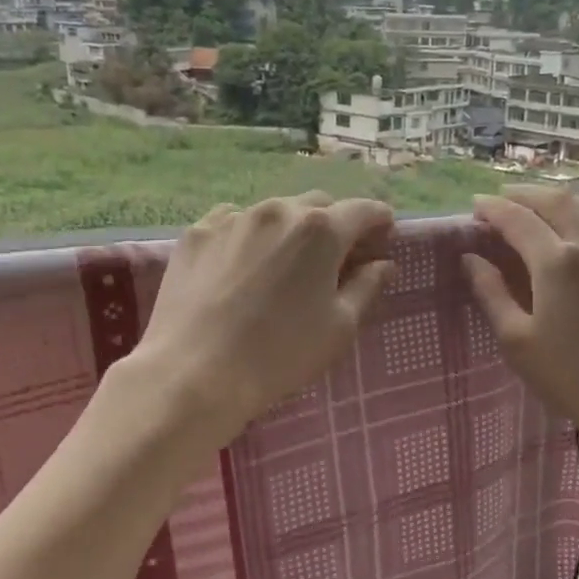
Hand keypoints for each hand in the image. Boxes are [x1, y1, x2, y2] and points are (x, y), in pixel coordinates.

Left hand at [127, 192, 394, 447]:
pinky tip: (241, 265)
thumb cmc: (281, 354)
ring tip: (283, 264)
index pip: (363, 210)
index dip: (379, 222)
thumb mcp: (338, 327)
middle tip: (334, 258)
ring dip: (289, 229)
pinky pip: (233, 222)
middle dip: (334, 225)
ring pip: (274, 211)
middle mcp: (279, 211)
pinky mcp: (197, 233)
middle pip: (319, 205)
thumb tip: (384, 264)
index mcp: (322, 230)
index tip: (383, 237)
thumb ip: (366, 287)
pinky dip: (248, 235)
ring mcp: (233, 218)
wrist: (195, 372)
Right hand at [463, 186, 578, 451]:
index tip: (475, 205)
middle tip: (502, 199)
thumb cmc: (575, 378)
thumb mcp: (518, 342)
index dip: (492, 208)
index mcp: (556, 262)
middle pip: (554, 201)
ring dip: (557, 199)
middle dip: (524, 194)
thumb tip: (471, 259)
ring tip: (538, 206)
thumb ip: (492, 294)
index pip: (516, 219)